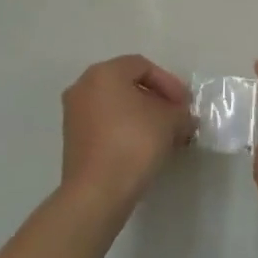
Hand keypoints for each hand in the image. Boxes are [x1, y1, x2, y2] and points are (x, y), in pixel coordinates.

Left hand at [60, 55, 194, 214]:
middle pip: (128, 84)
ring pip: (116, 106)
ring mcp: (74, 114)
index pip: (143, 66)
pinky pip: (105, 124)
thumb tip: (182, 118)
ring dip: (143, 116)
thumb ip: (180, 112)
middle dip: (157, 100)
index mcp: (104, 73)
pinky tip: (145, 147)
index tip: (185, 105)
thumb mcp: (170, 121)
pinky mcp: (73, 139)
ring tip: (165, 135)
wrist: (98, 191)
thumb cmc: (135, 142)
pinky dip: (126, 129)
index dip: (169, 83)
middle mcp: (83, 87)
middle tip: (177, 117)